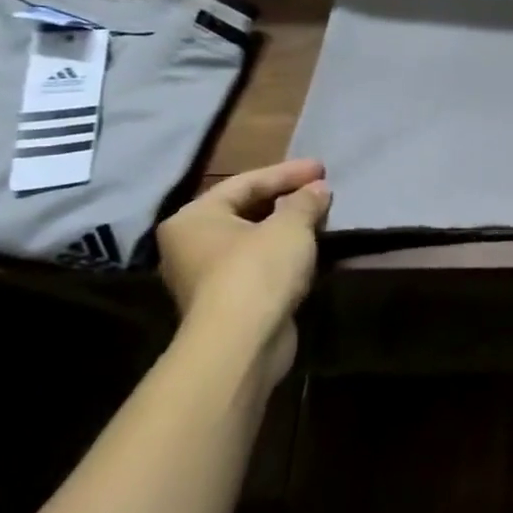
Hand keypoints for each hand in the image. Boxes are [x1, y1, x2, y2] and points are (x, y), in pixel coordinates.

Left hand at [156, 159, 330, 387]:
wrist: (242, 344)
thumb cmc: (257, 270)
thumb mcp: (290, 226)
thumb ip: (305, 201)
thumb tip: (318, 190)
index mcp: (194, 218)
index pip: (245, 182)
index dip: (287, 173)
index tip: (322, 168)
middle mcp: (190, 245)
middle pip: (246, 210)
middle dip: (286, 199)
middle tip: (321, 190)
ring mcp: (206, 277)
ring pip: (253, 239)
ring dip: (287, 227)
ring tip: (321, 216)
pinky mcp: (227, 302)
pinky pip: (259, 265)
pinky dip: (283, 254)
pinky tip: (309, 249)